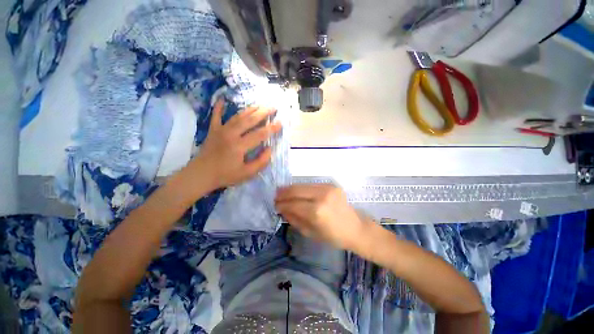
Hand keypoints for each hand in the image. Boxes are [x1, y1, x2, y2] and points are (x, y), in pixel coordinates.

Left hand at [189, 99, 281, 189]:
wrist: (201, 175)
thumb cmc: (225, 175)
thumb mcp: (247, 173)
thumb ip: (261, 162)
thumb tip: (269, 149)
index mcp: (239, 146)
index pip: (259, 134)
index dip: (271, 128)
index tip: (280, 122)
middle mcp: (231, 134)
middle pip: (249, 120)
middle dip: (263, 113)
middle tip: (273, 107)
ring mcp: (220, 130)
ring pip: (237, 116)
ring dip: (249, 110)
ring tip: (259, 105)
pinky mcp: (213, 130)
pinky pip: (216, 116)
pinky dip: (219, 107)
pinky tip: (222, 99)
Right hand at [275, 184, 369, 250]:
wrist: (355, 228)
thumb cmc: (333, 236)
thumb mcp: (310, 232)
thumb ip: (294, 219)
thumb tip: (282, 209)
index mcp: (316, 212)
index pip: (293, 204)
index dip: (282, 204)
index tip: (275, 205)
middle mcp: (321, 196)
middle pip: (296, 190)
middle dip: (283, 193)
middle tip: (276, 196)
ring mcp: (327, 188)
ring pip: (302, 185)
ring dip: (291, 188)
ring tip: (282, 191)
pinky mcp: (331, 185)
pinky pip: (311, 184)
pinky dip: (301, 188)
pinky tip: (296, 191)